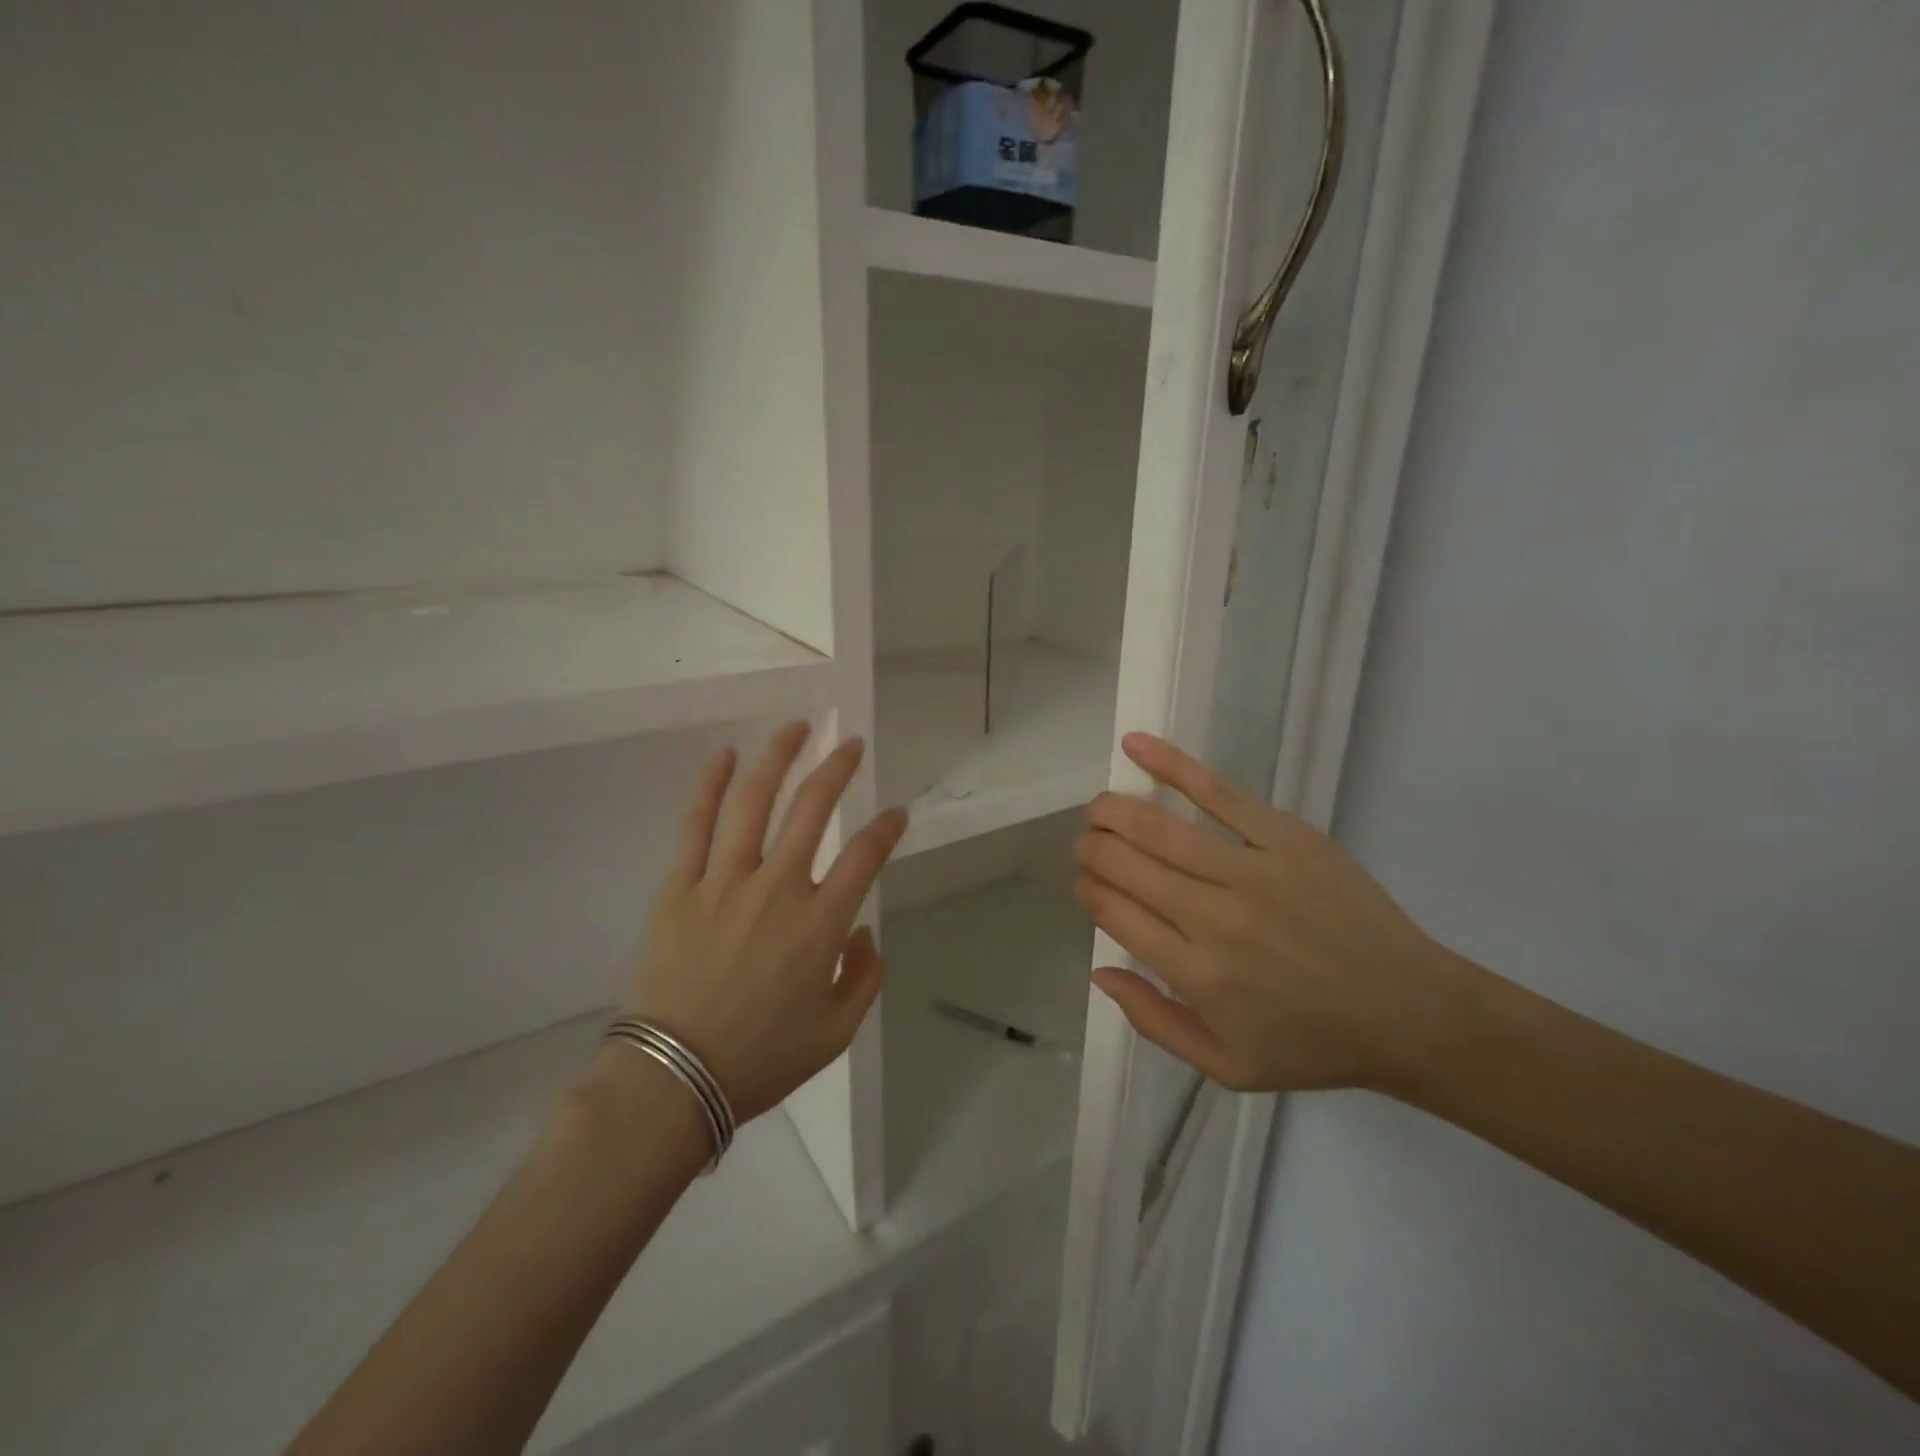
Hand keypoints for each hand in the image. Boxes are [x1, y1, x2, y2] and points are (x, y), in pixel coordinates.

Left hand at [603, 722, 907, 1123]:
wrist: (672, 1080)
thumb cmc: (760, 1059)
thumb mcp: (835, 1032)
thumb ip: (864, 977)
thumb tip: (861, 933)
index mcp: (820, 923)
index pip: (865, 856)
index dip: (887, 829)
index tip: (896, 814)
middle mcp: (777, 888)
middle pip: (812, 809)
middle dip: (837, 769)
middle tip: (850, 744)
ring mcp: (724, 882)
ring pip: (755, 802)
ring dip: (778, 758)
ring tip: (796, 728)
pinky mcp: (680, 887)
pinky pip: (695, 825)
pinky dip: (711, 785)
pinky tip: (726, 756)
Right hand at [1074, 732, 1468, 1093]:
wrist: (1411, 1012)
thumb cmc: (1313, 1044)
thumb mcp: (1226, 1066)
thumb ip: (1154, 1021)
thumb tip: (1098, 971)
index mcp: (1196, 974)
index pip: (1112, 910)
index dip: (1087, 889)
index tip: (1090, 886)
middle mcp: (1213, 918)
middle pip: (1123, 863)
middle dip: (1091, 848)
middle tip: (1090, 846)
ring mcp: (1251, 871)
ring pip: (1156, 826)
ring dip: (1112, 810)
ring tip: (1099, 808)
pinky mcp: (1286, 837)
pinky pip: (1218, 792)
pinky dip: (1170, 765)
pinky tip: (1134, 745)